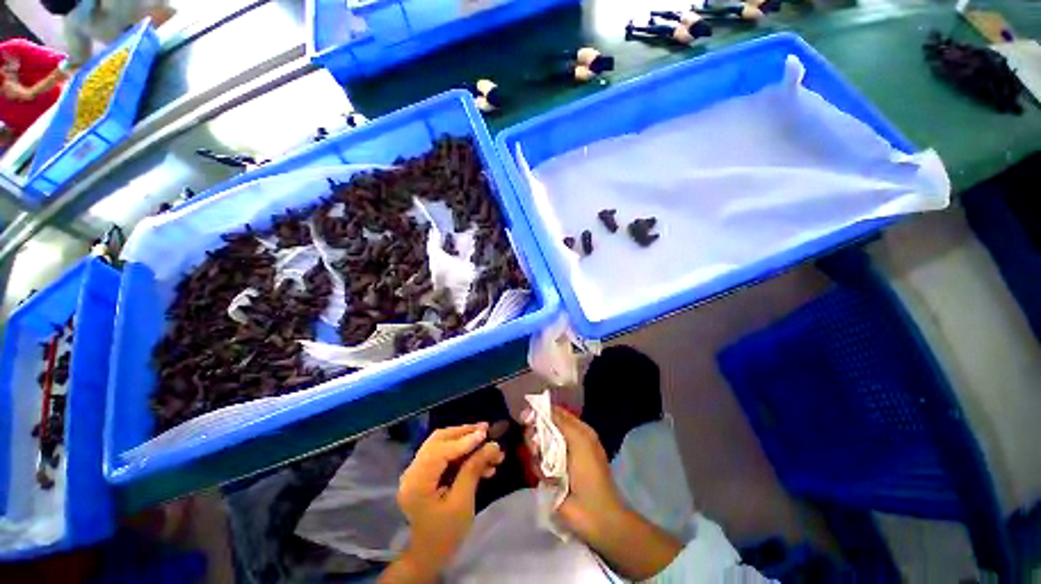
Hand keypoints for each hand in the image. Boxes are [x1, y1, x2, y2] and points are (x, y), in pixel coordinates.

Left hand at [383, 423, 503, 582]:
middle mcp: (413, 471)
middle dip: (464, 433)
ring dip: (466, 441)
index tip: (485, 433)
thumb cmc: (445, 534)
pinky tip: (482, 459)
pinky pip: (444, 454)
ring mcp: (417, 470)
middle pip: (439, 440)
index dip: (464, 440)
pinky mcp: (425, 472)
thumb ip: (474, 470)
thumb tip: (492, 445)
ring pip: (442, 444)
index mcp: (417, 482)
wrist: (429, 555)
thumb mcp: (462, 503)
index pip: (440, 451)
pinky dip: (462, 452)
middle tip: (486, 429)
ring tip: (489, 444)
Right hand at [525, 406, 626, 545]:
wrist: (593, 513)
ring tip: (541, 460)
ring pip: (537, 446)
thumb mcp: (579, 439)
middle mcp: (565, 442)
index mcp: (577, 431)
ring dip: (537, 452)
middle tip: (535, 441)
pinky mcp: (547, 476)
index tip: (527, 414)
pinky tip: (547, 478)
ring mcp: (556, 459)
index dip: (542, 412)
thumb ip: (561, 421)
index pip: (556, 414)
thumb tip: (544, 406)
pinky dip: (539, 469)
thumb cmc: (590, 471)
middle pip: (543, 428)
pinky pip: (536, 464)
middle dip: (536, 433)